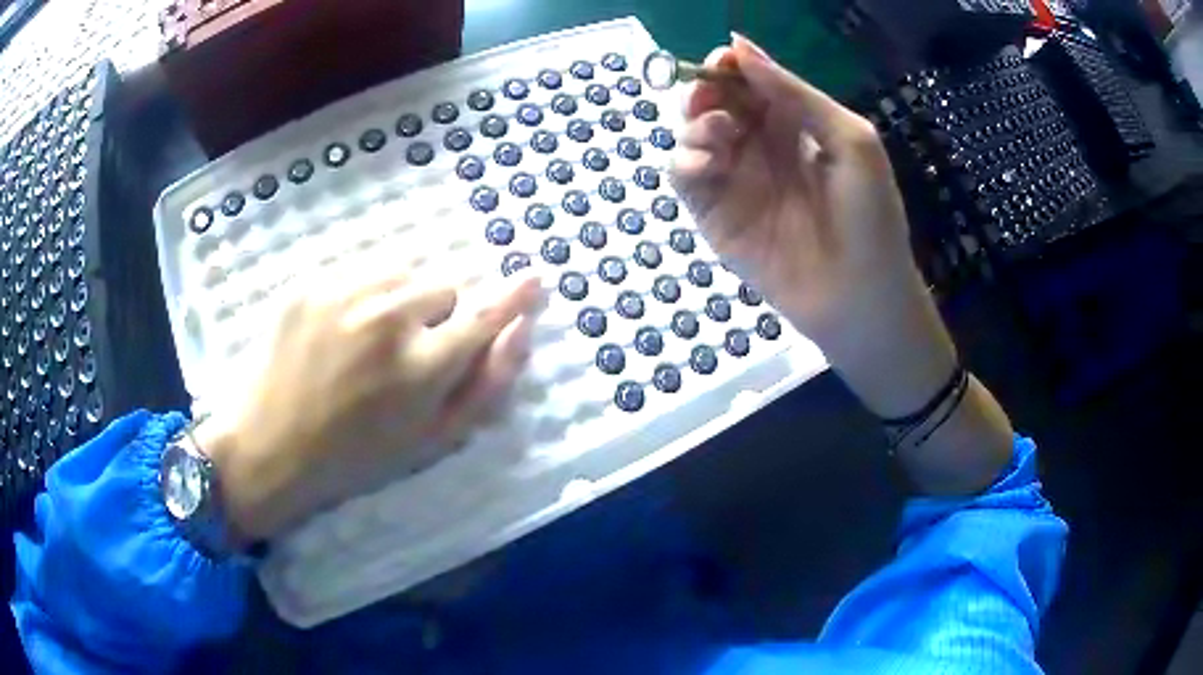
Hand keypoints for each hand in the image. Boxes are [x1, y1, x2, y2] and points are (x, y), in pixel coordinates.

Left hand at [199, 262, 542, 542]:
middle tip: (410, 352)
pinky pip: (360, 270)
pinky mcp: (310, 284)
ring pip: (403, 272)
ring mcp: (342, 295)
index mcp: (420, 370)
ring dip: (403, 297)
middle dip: (439, 315)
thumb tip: (521, 331)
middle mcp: (386, 320)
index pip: (483, 317)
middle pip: (443, 287)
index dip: (512, 299)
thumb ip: (485, 387)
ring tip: (374, 337)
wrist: (270, 447)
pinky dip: (366, 293)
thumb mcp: (431, 442)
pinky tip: (342, 329)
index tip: (533, 279)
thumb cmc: (356, 458)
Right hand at [671, 35, 957, 417]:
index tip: (723, 60)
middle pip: (716, 103)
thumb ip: (796, 94)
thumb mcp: (851, 140)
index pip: (752, 84)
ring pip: (693, 134)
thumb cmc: (870, 217)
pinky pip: (685, 177)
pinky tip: (707, 165)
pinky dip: (685, 162)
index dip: (733, 67)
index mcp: (796, 126)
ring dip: (695, 123)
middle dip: (706, 90)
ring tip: (719, 133)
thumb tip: (740, 47)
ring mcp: (736, 181)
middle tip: (712, 96)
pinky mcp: (716, 216)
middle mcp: (761, 148)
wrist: (861, 297)